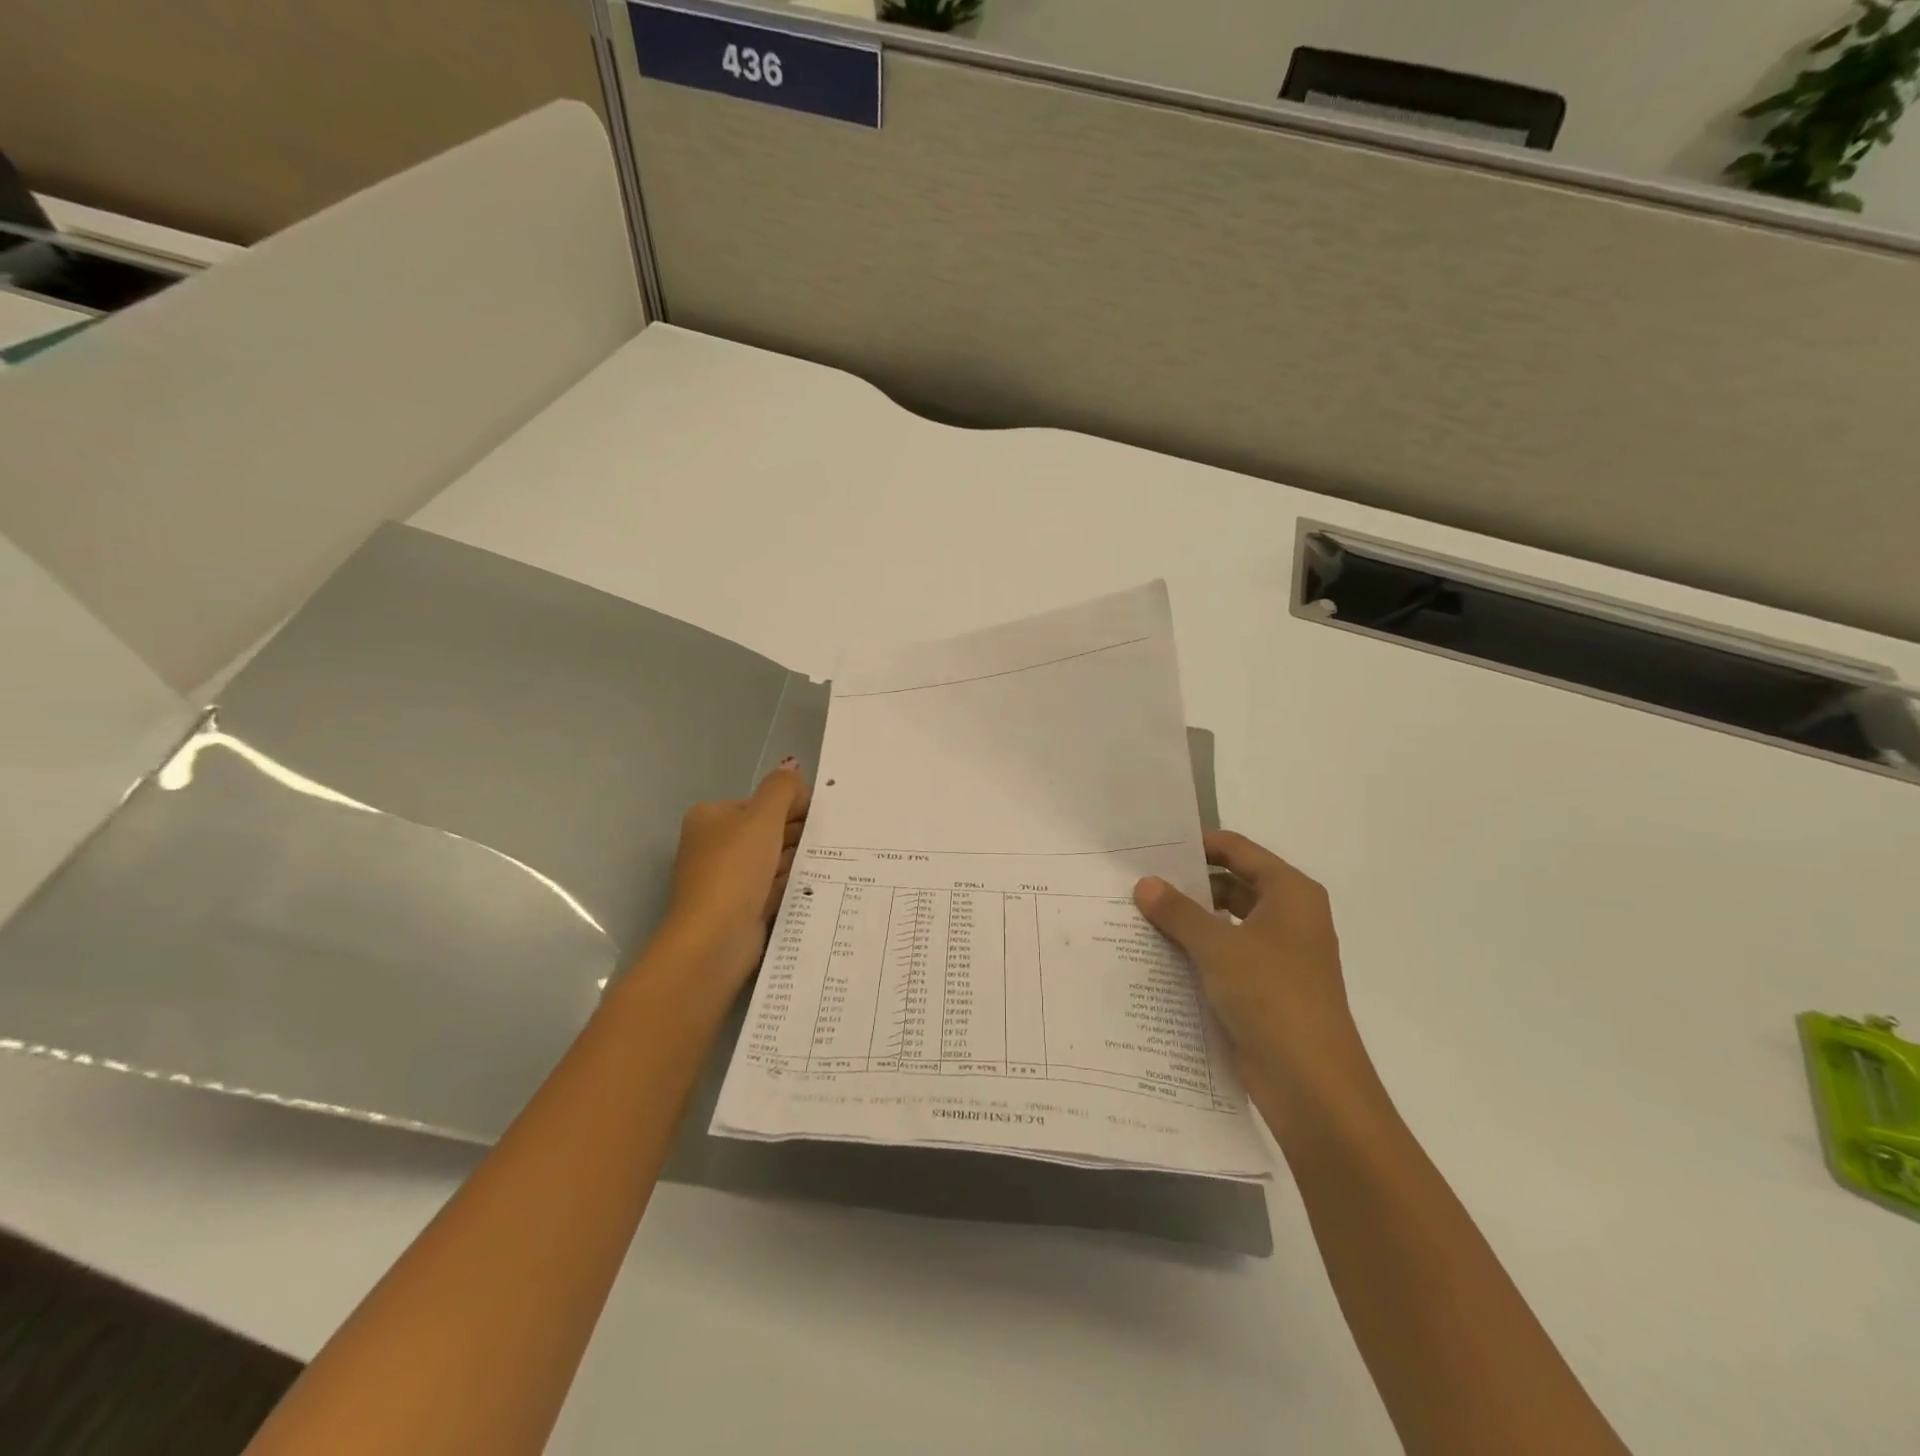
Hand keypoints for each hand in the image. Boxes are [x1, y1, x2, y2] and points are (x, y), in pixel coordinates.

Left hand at [658, 759, 809, 990]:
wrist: (714, 940)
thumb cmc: (734, 870)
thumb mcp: (761, 818)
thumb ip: (781, 789)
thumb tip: (792, 766)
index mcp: (711, 817)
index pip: (761, 802)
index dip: (793, 805)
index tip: (822, 817)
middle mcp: (715, 845)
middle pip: (767, 830)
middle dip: (797, 834)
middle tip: (830, 840)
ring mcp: (727, 879)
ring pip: (772, 861)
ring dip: (797, 860)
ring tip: (830, 861)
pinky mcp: (740, 907)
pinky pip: (773, 888)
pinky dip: (791, 885)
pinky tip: (816, 885)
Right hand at [1134, 831, 1373, 1105]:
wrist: (1311, 1084)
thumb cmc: (1272, 996)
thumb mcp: (1219, 946)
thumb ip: (1179, 912)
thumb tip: (1145, 883)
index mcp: (1290, 894)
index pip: (1238, 850)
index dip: (1198, 844)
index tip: (1153, 847)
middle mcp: (1287, 918)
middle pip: (1231, 885)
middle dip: (1186, 885)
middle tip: (1136, 883)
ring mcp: (1277, 956)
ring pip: (1225, 924)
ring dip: (1188, 922)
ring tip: (1137, 917)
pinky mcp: (1263, 990)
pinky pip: (1223, 958)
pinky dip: (1195, 953)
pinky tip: (1155, 956)